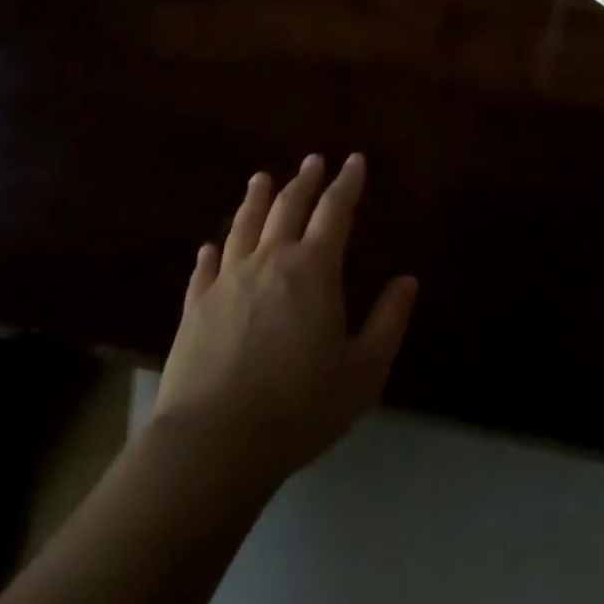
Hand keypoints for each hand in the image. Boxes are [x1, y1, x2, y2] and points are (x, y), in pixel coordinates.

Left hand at [148, 153, 416, 490]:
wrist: (213, 443)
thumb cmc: (298, 407)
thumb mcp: (362, 372)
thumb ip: (388, 322)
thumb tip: (407, 280)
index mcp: (313, 269)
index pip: (334, 211)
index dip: (347, 183)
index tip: (354, 160)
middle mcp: (270, 261)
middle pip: (288, 207)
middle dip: (304, 181)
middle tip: (313, 161)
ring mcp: (227, 280)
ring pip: (244, 226)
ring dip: (256, 199)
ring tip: (262, 179)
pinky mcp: (195, 306)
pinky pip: (205, 268)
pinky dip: (212, 251)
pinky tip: (211, 246)